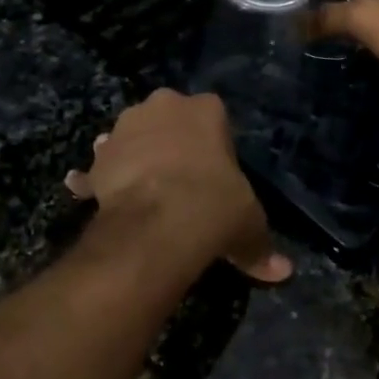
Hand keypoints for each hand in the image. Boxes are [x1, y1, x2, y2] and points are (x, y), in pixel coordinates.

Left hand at [65, 90, 292, 283]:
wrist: (158, 222)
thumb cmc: (215, 205)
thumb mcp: (249, 225)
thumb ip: (260, 245)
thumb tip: (282, 273)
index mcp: (206, 109)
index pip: (212, 115)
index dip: (212, 144)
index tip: (214, 170)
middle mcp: (163, 106)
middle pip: (167, 120)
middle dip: (169, 141)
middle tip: (179, 179)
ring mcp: (125, 128)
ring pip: (131, 138)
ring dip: (133, 156)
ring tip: (142, 191)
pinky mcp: (98, 158)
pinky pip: (99, 169)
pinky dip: (96, 182)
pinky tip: (96, 200)